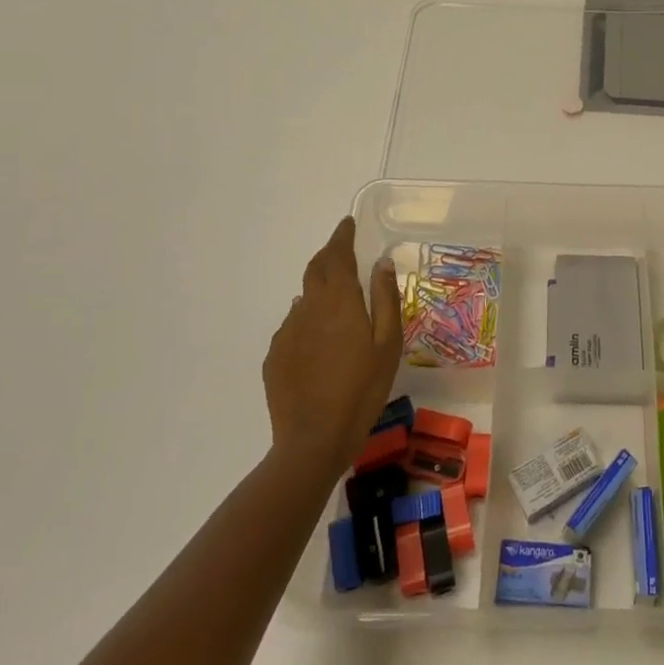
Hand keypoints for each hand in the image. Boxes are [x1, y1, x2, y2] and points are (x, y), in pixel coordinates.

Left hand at [263, 217, 401, 476]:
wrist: (313, 440)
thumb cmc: (363, 390)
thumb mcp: (388, 344)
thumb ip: (385, 299)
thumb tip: (381, 263)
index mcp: (339, 301)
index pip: (337, 255)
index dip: (342, 236)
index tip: (347, 224)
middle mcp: (308, 308)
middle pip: (315, 270)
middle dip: (329, 255)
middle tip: (342, 251)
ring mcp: (287, 332)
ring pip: (304, 298)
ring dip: (319, 289)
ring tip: (336, 301)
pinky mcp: (275, 356)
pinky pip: (294, 325)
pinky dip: (308, 319)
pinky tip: (319, 340)